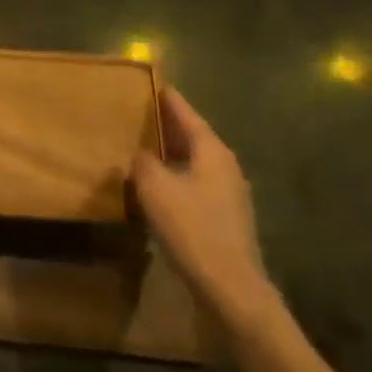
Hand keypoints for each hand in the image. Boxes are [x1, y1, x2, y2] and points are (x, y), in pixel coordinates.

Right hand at [134, 87, 279, 335]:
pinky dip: (176, 177)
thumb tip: (141, 154)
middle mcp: (225, 166)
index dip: (168, 99)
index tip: (153, 83)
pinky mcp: (225, 218)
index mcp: (212, 152)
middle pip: (193, 136)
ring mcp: (229, 194)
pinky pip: (195, 184)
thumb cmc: (192, 230)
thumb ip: (144, 163)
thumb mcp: (156, 189)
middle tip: (139, 113)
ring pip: (194, 162)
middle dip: (167, 125)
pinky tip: (157, 187)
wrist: (232, 289)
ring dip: (171, 153)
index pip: (187, 114)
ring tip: (142, 146)